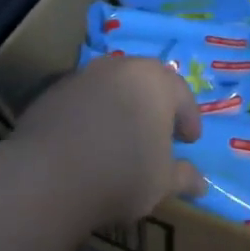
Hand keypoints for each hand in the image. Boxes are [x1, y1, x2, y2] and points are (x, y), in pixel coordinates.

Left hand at [11, 56, 206, 227]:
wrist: (49, 174)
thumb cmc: (121, 173)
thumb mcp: (161, 183)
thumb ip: (183, 177)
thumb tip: (201, 183)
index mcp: (156, 81)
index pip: (182, 94)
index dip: (189, 118)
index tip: (189, 140)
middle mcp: (122, 67)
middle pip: (146, 82)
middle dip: (154, 105)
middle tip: (158, 132)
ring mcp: (84, 75)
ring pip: (112, 87)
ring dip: (120, 106)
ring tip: (121, 136)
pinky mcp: (54, 91)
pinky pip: (82, 100)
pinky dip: (91, 114)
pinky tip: (87, 142)